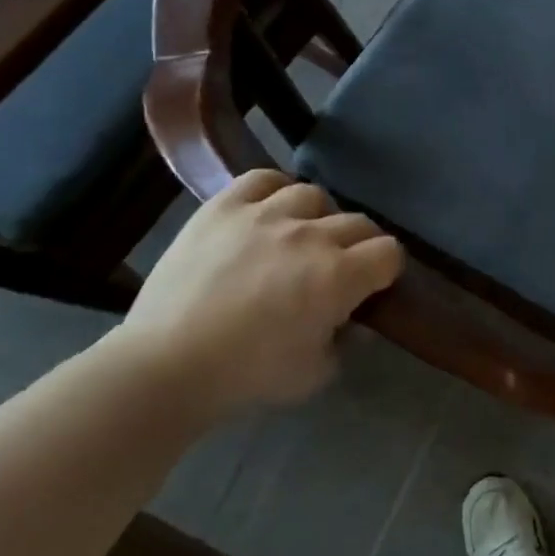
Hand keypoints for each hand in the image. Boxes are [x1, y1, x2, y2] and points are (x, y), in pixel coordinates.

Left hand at [110, 170, 402, 416]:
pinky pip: (263, 179)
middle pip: (358, 222)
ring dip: (318, 217)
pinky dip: (275, 191)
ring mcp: (265, 215)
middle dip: (359, 246)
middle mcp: (310, 235)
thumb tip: (354, 321)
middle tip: (339, 268)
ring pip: (314, 195)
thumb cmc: (246, 375)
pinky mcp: (224, 207)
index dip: (386, 270)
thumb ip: (345, 342)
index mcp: (338, 276)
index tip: (372, 286)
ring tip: (300, 236)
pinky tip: (269, 211)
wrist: (165, 365)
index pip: (389, 253)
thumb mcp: (315, 373)